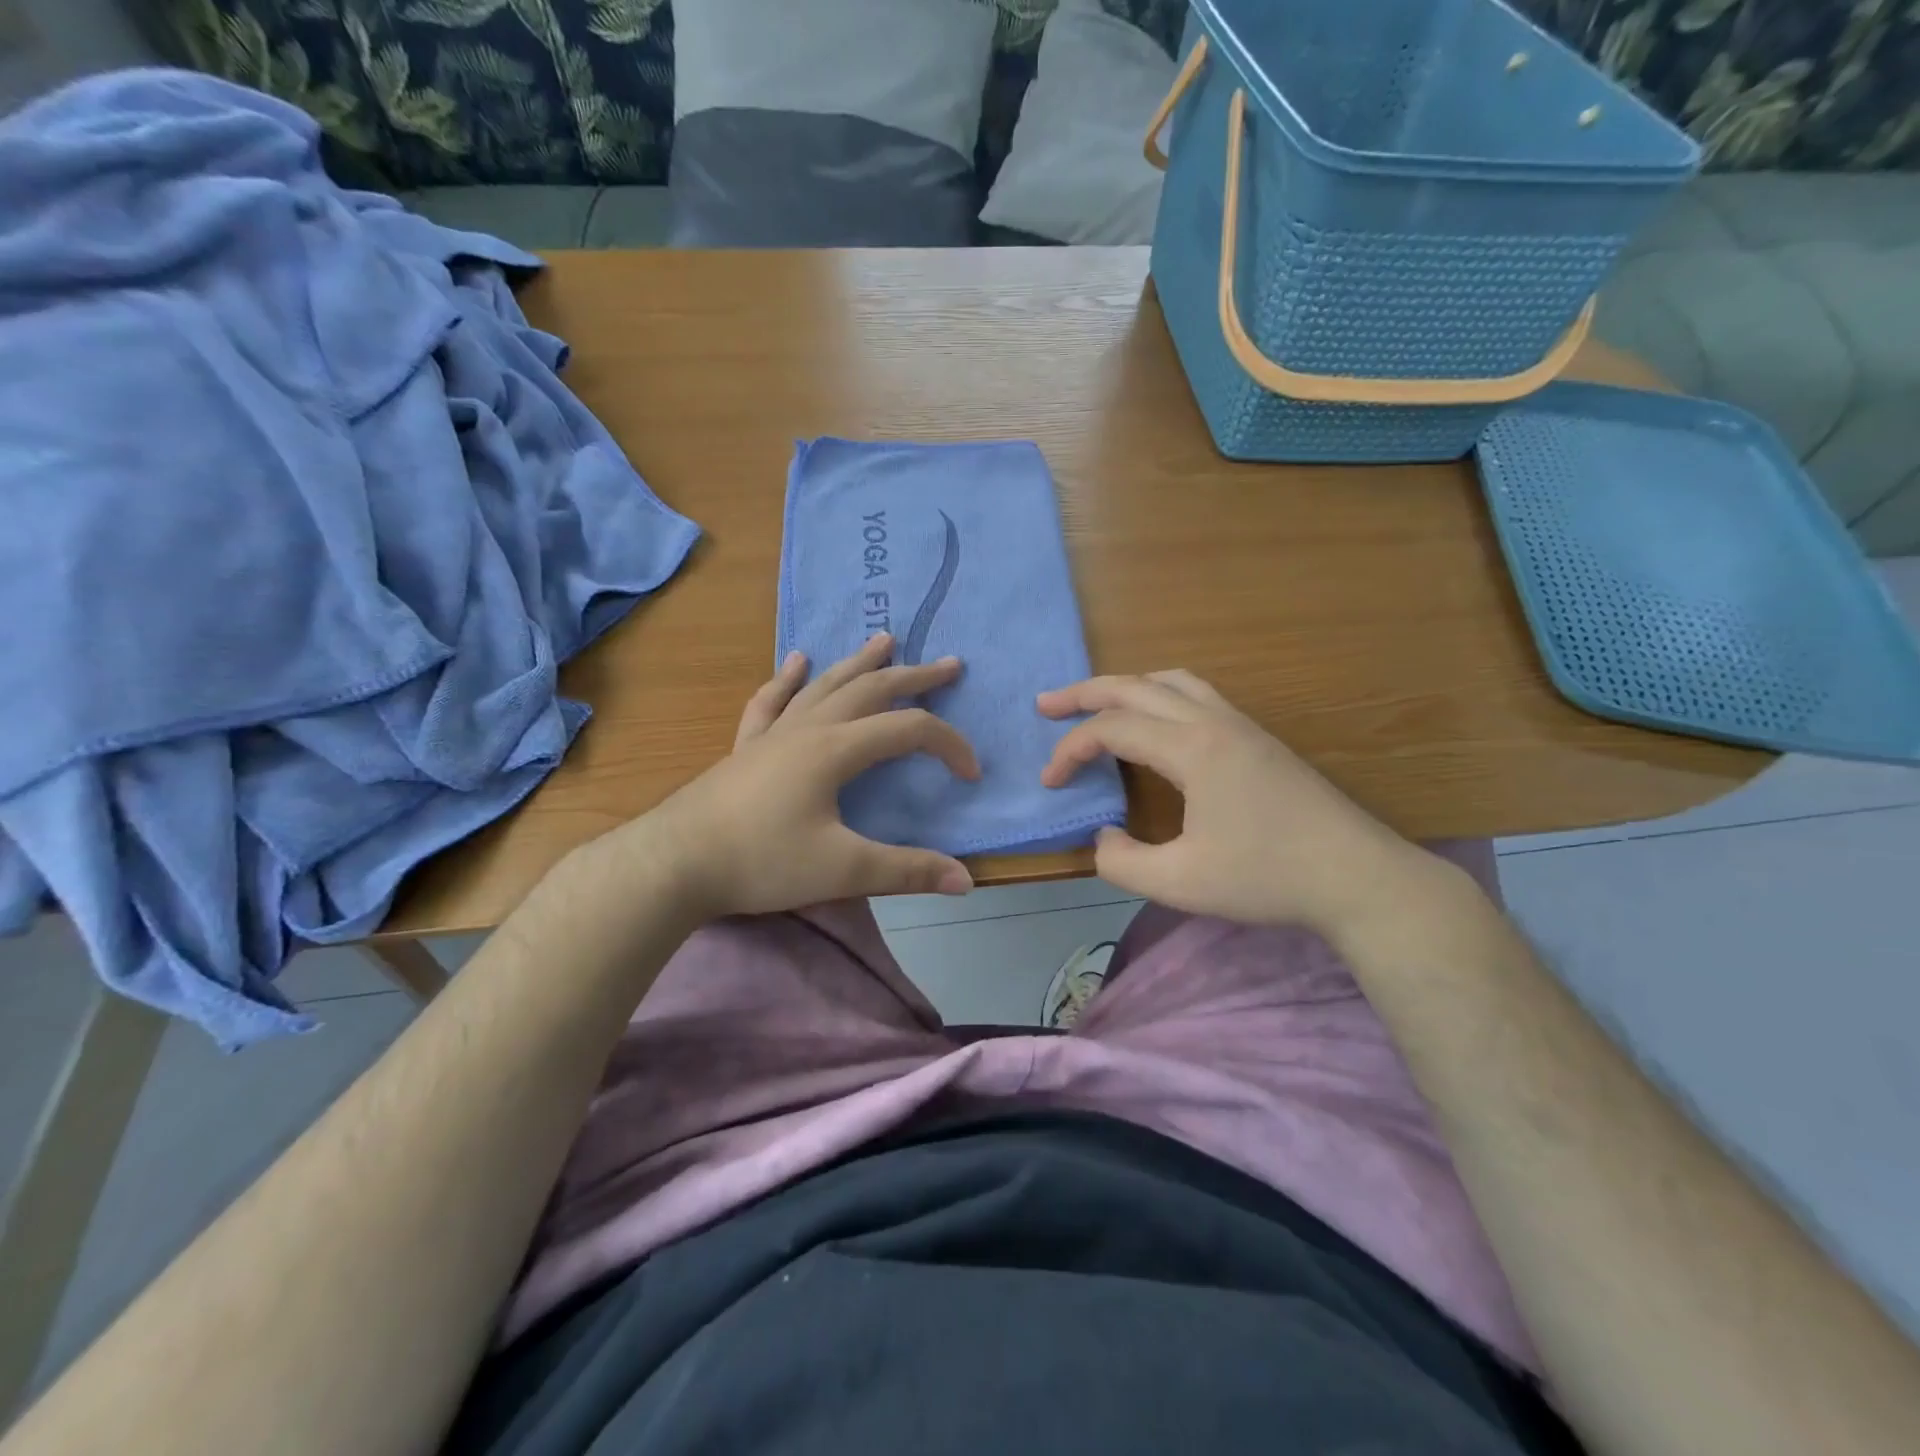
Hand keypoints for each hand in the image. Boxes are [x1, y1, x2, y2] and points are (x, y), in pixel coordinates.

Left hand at [610, 633, 979, 919]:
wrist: (674, 863)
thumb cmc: (761, 862)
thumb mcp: (843, 869)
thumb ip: (907, 871)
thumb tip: (967, 880)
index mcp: (837, 750)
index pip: (909, 731)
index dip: (949, 745)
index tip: (971, 774)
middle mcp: (809, 729)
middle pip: (871, 690)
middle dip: (914, 676)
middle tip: (949, 664)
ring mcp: (774, 734)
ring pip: (825, 685)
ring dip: (859, 662)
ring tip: (885, 639)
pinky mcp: (747, 747)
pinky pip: (772, 702)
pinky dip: (788, 679)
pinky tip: (797, 660)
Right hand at [1037, 671, 1437, 939]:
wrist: (1358, 877)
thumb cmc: (1267, 878)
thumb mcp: (1180, 884)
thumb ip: (1123, 863)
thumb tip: (1103, 836)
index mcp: (1192, 749)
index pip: (1112, 730)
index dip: (1070, 750)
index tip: (1050, 783)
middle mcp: (1214, 722)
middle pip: (1135, 687)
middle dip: (1084, 693)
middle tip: (1046, 705)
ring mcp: (1241, 725)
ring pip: (1171, 681)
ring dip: (1126, 687)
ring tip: (1097, 705)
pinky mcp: (1258, 739)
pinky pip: (1197, 694)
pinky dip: (1159, 695)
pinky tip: (1157, 723)